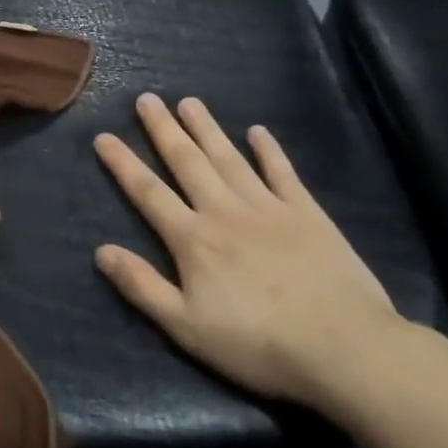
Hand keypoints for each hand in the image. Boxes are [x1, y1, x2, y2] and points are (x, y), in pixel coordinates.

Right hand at [92, 94, 403, 408]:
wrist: (345, 348)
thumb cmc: (258, 344)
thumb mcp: (187, 328)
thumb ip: (142, 286)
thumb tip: (101, 251)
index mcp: (193, 239)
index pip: (148, 192)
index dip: (123, 163)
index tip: (103, 136)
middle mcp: (225, 211)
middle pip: (187, 162)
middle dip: (164, 130)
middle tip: (147, 99)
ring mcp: (269, 208)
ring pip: (229, 158)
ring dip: (207, 128)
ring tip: (189, 102)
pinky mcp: (307, 214)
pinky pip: (282, 173)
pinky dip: (269, 150)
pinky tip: (258, 131)